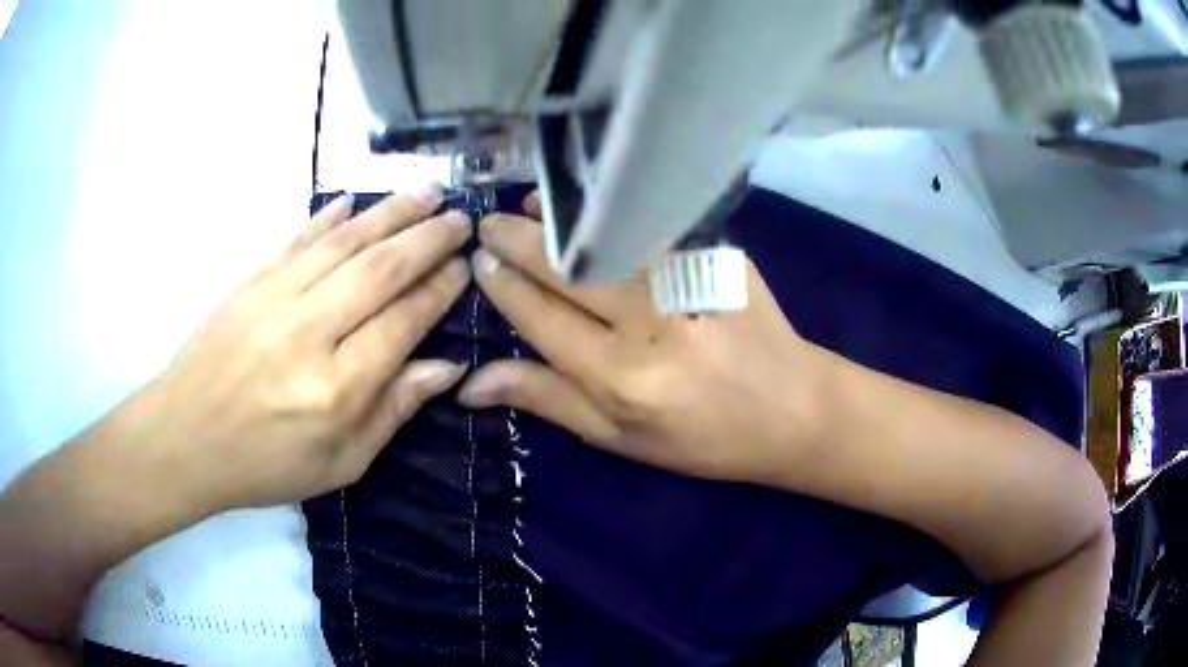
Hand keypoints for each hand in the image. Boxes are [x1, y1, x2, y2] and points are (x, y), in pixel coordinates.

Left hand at [129, 187, 471, 510]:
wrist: (183, 439)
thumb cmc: (264, 465)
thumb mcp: (340, 465)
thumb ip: (392, 412)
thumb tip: (445, 367)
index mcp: (336, 390)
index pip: (402, 323)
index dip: (438, 291)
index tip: (464, 267)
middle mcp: (308, 334)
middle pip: (380, 271)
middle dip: (427, 239)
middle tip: (460, 218)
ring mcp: (274, 299)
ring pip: (344, 244)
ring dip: (390, 213)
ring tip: (427, 191)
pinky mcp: (249, 282)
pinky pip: (297, 240)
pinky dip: (328, 217)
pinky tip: (353, 201)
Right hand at [458, 194, 829, 484]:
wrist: (791, 408)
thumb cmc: (701, 437)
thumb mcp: (618, 437)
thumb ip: (546, 400)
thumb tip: (471, 383)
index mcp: (621, 376)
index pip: (541, 316)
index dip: (504, 287)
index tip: (479, 262)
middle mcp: (650, 322)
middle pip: (566, 268)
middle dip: (516, 240)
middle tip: (487, 226)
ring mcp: (687, 280)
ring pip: (604, 234)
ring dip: (558, 215)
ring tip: (526, 206)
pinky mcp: (716, 254)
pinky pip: (649, 222)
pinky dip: (611, 209)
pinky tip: (591, 203)